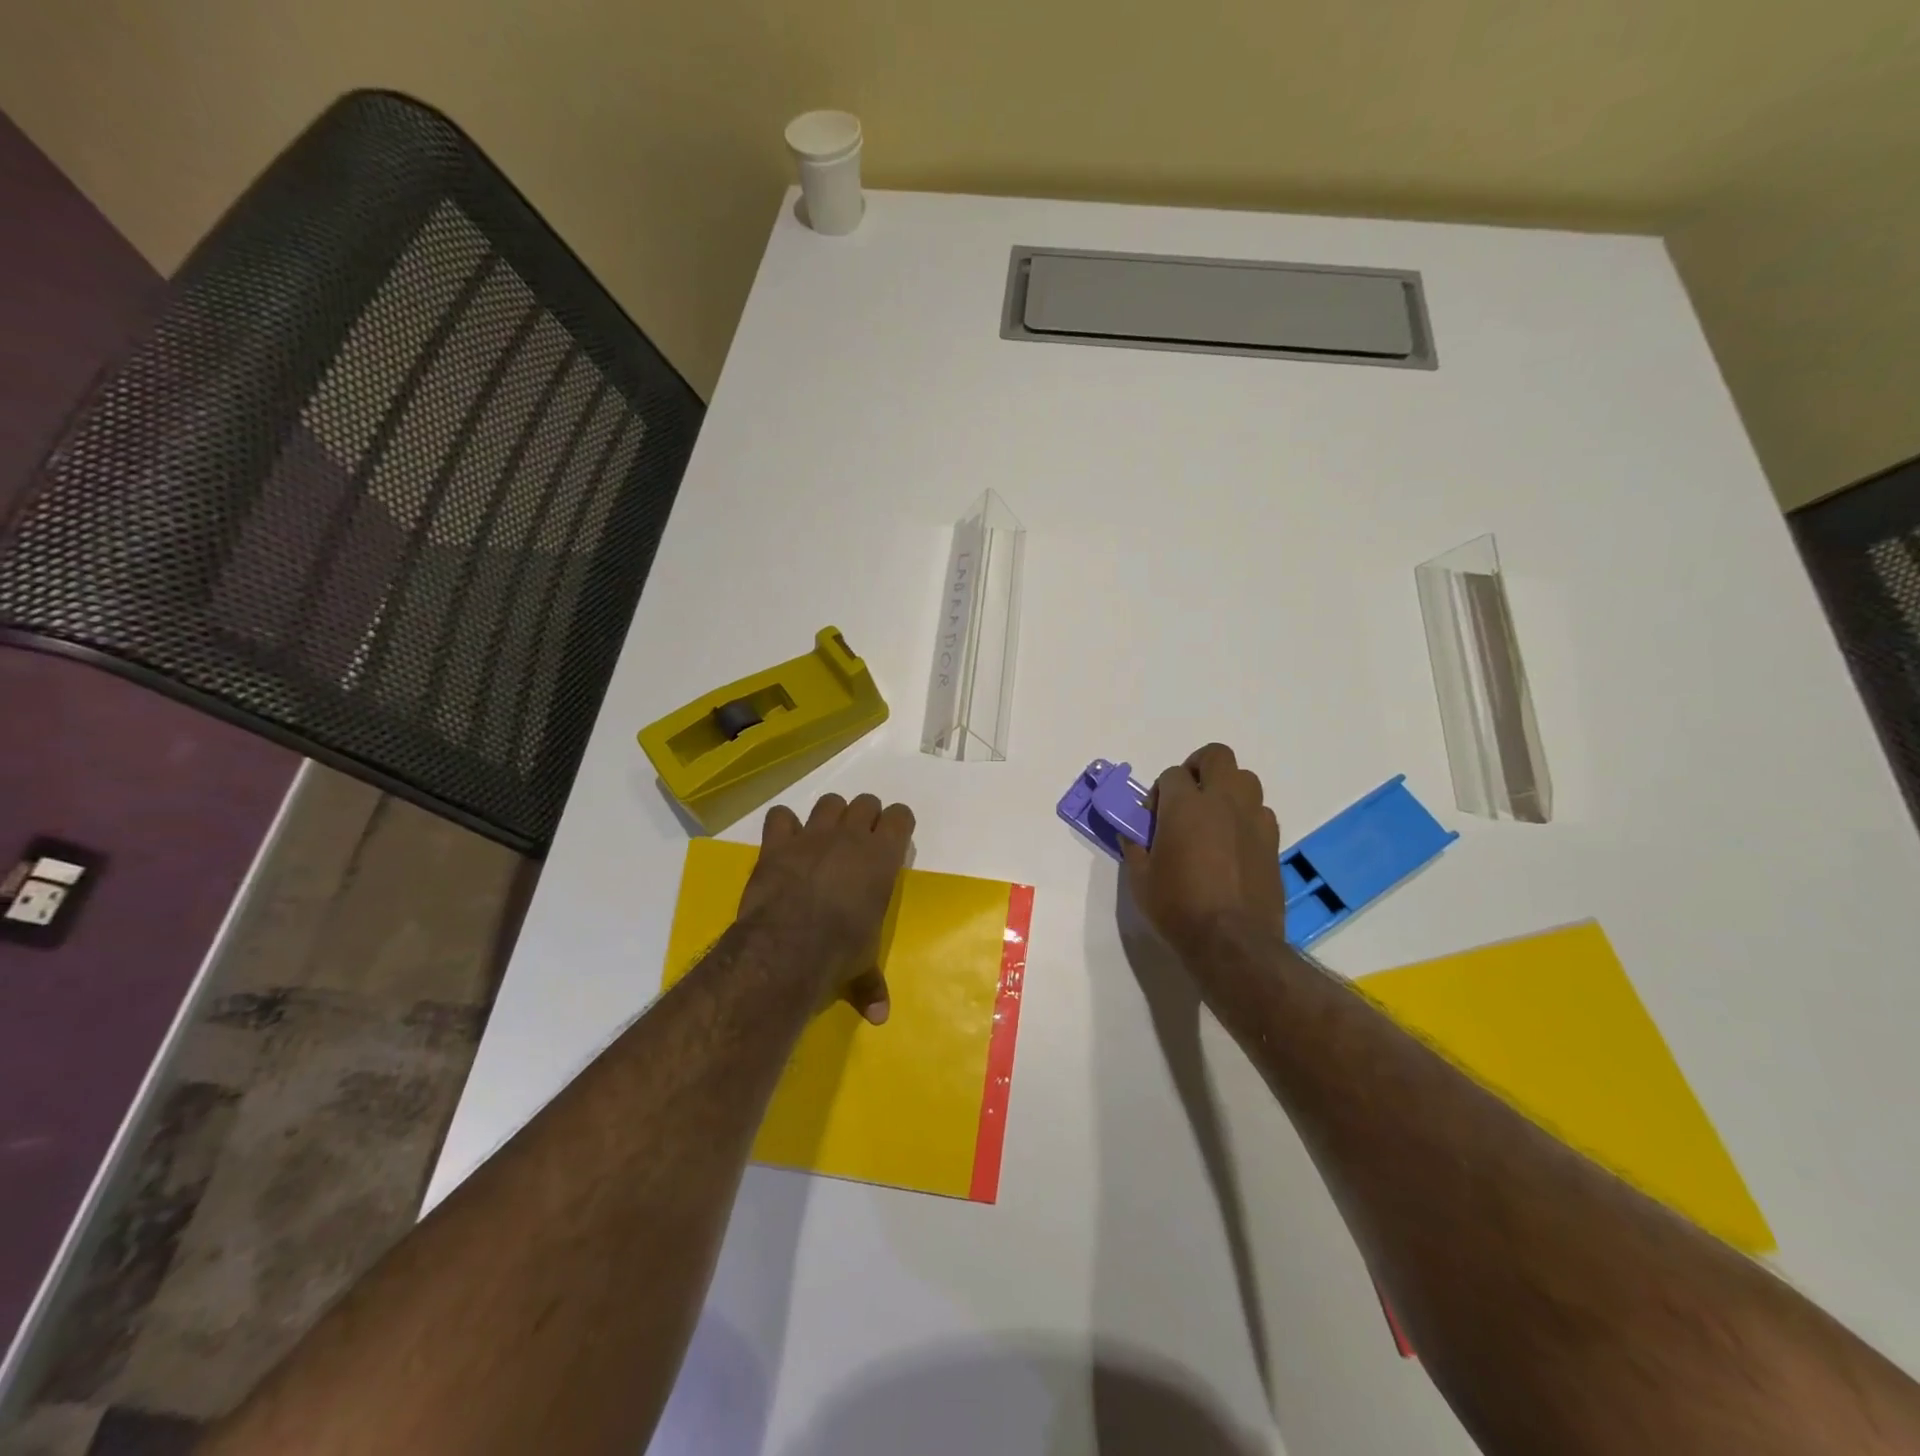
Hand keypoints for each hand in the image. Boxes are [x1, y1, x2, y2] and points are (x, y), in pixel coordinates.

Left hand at [739, 792, 914, 1024]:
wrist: (788, 945)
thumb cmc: (839, 951)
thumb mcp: (862, 966)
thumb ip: (871, 983)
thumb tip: (880, 1017)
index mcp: (883, 857)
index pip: (901, 817)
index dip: (898, 823)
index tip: (894, 837)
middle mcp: (851, 836)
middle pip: (866, 803)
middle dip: (865, 817)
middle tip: (859, 841)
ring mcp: (812, 835)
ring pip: (829, 802)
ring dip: (830, 815)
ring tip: (825, 837)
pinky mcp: (777, 842)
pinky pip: (780, 816)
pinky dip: (783, 825)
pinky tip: (784, 840)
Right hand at [1121, 744, 1286, 960]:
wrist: (1232, 941)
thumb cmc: (1177, 907)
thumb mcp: (1140, 879)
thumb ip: (1134, 846)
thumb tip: (1130, 831)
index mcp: (1185, 805)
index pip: (1171, 774)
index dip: (1159, 792)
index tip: (1154, 817)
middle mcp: (1222, 801)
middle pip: (1216, 756)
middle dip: (1199, 767)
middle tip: (1187, 796)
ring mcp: (1253, 819)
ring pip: (1245, 780)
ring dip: (1226, 789)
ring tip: (1213, 818)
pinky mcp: (1273, 841)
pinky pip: (1260, 812)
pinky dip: (1245, 817)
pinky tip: (1233, 844)